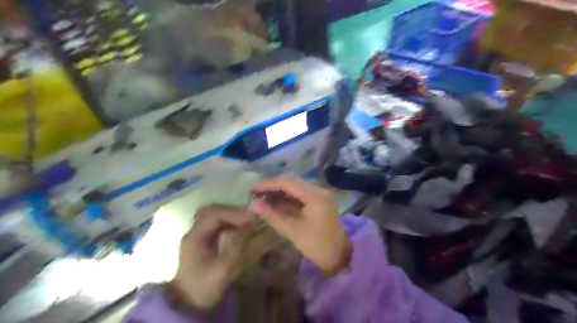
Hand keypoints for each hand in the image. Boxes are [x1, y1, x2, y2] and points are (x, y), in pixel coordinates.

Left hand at [170, 206, 253, 308]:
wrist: (188, 301)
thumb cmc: (204, 287)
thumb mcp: (222, 270)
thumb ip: (236, 246)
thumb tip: (251, 224)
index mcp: (194, 237)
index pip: (213, 215)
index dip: (233, 213)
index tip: (251, 218)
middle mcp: (195, 230)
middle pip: (212, 209)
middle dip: (232, 211)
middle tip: (250, 217)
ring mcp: (198, 233)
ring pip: (215, 213)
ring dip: (232, 214)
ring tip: (248, 220)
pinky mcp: (204, 237)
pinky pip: (218, 222)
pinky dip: (230, 220)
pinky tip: (241, 226)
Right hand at [249, 178, 351, 272]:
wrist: (340, 257)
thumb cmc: (317, 245)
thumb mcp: (292, 230)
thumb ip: (272, 215)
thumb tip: (253, 204)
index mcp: (315, 195)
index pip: (288, 183)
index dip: (268, 184)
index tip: (252, 189)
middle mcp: (318, 190)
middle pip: (292, 182)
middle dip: (272, 186)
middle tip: (255, 193)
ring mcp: (320, 195)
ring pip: (296, 188)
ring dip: (279, 191)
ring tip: (261, 197)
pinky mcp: (319, 202)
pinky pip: (300, 195)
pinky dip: (287, 198)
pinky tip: (274, 202)